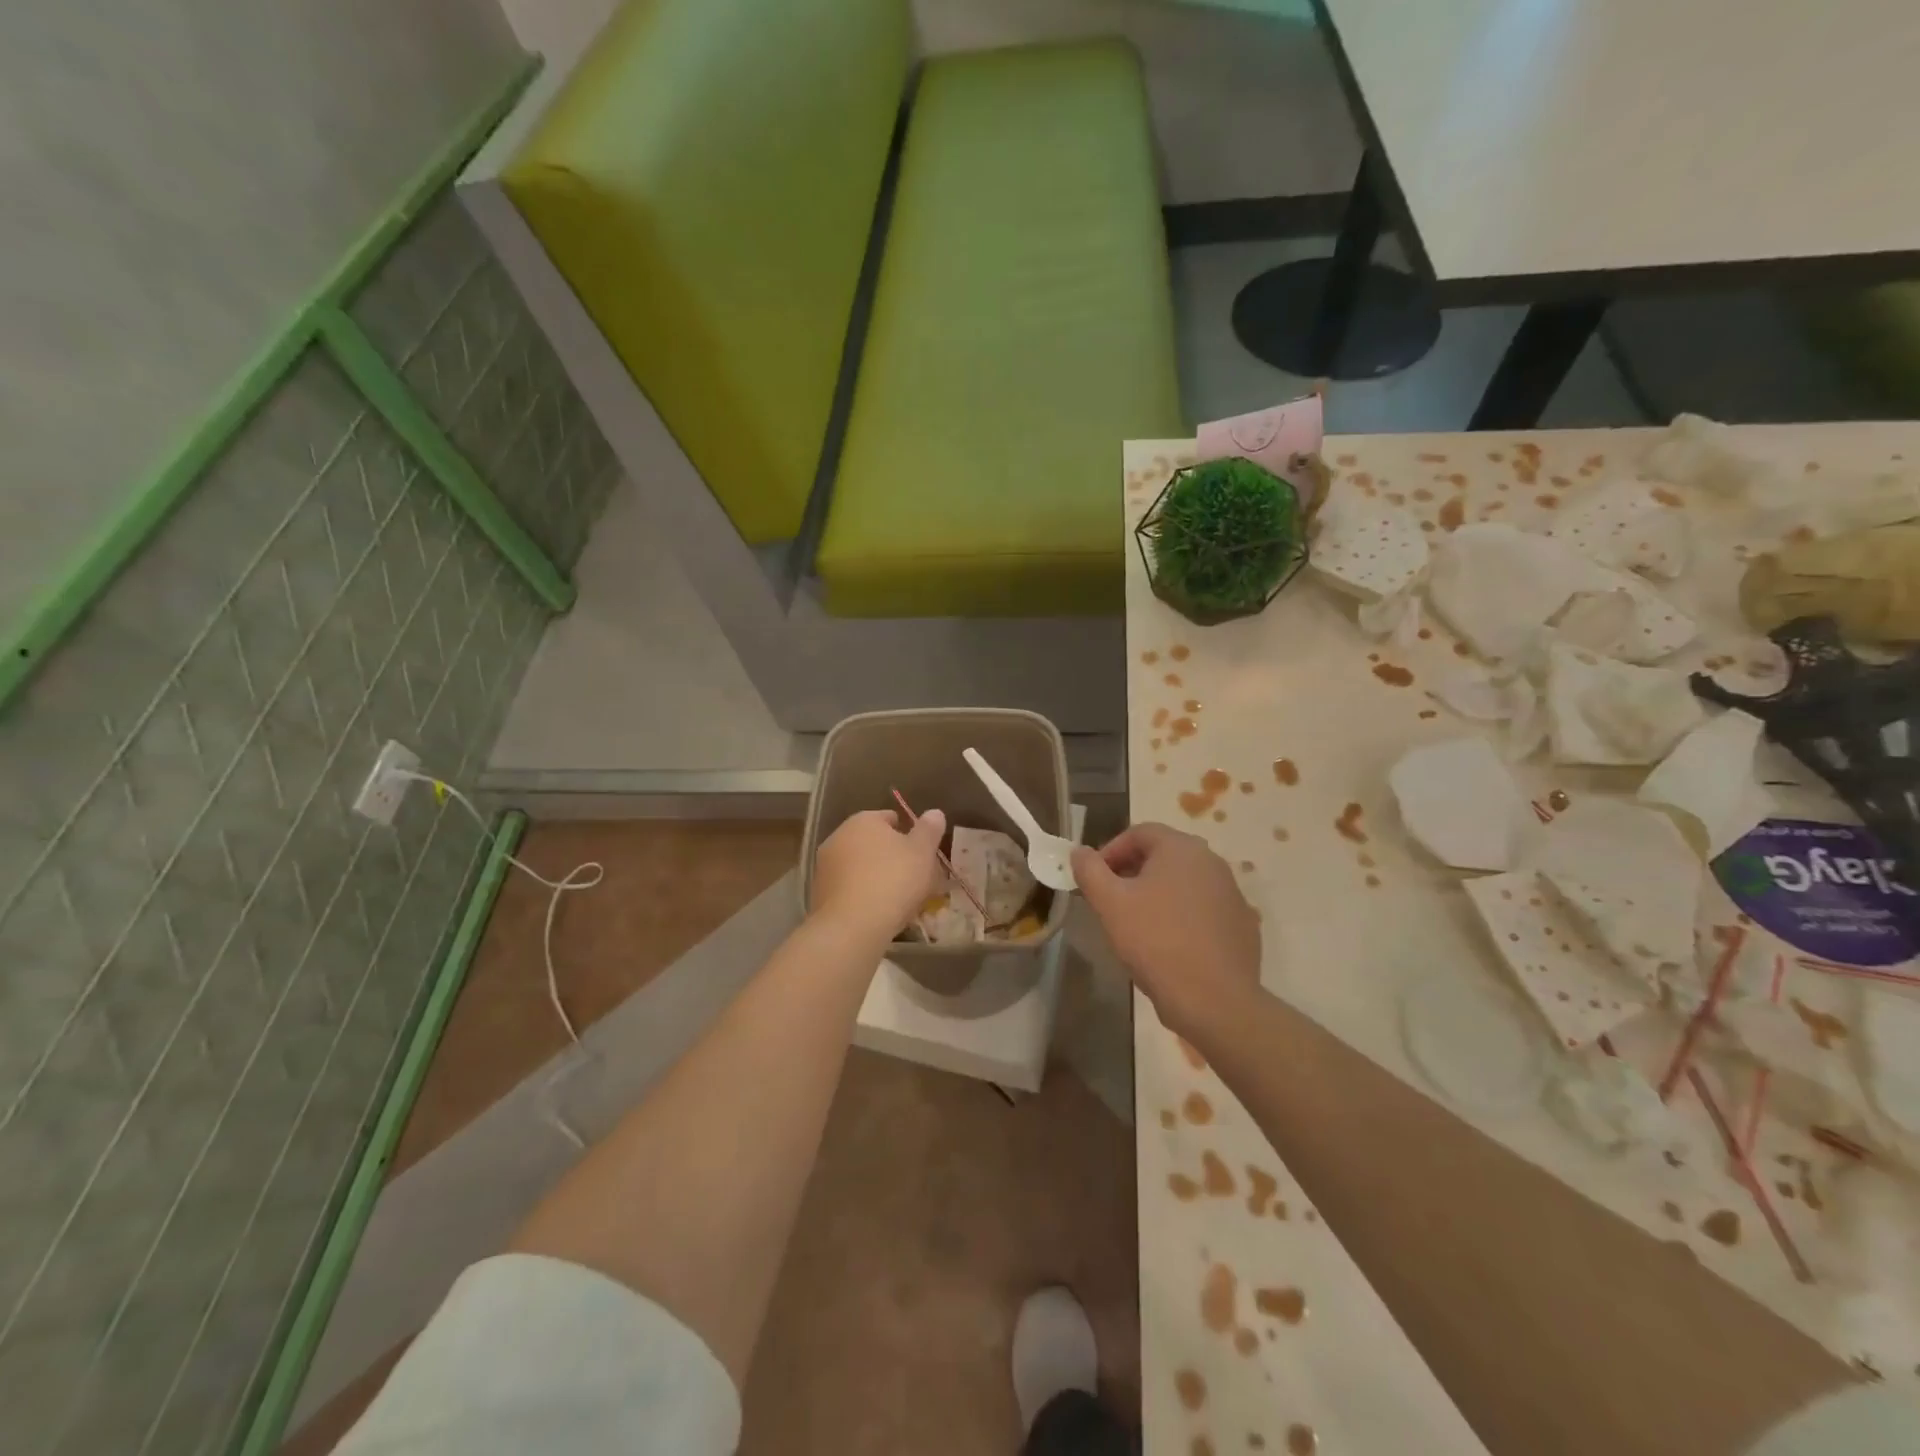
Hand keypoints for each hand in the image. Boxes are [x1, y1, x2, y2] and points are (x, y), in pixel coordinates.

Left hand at [811, 808, 946, 944]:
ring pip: (861, 867)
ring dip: (878, 877)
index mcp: (863, 821)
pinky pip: (850, 888)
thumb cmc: (892, 880)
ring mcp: (825, 866)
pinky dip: (864, 895)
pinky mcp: (820, 894)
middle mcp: (838, 837)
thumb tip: (934, 813)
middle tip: (916, 879)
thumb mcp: (922, 852)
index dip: (909, 835)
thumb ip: (929, 830)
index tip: (923, 855)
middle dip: (893, 857)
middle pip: (874, 843)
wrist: (851, 927)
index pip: (890, 818)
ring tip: (901, 900)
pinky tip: (879, 912)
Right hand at [1071, 823, 1260, 1041]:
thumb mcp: (1110, 904)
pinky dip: (1181, 915)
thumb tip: (1079, 852)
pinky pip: (1202, 908)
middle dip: (1132, 872)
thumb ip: (1089, 870)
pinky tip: (1168, 944)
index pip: (1139, 832)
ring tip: (1137, 924)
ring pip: (1183, 882)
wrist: (1214, 1000)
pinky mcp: (1241, 923)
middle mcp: (1211, 861)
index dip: (1110, 851)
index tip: (1094, 879)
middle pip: (1163, 855)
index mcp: (1181, 848)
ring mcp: (1231, 893)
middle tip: (1111, 900)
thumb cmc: (1155, 942)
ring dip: (1157, 893)